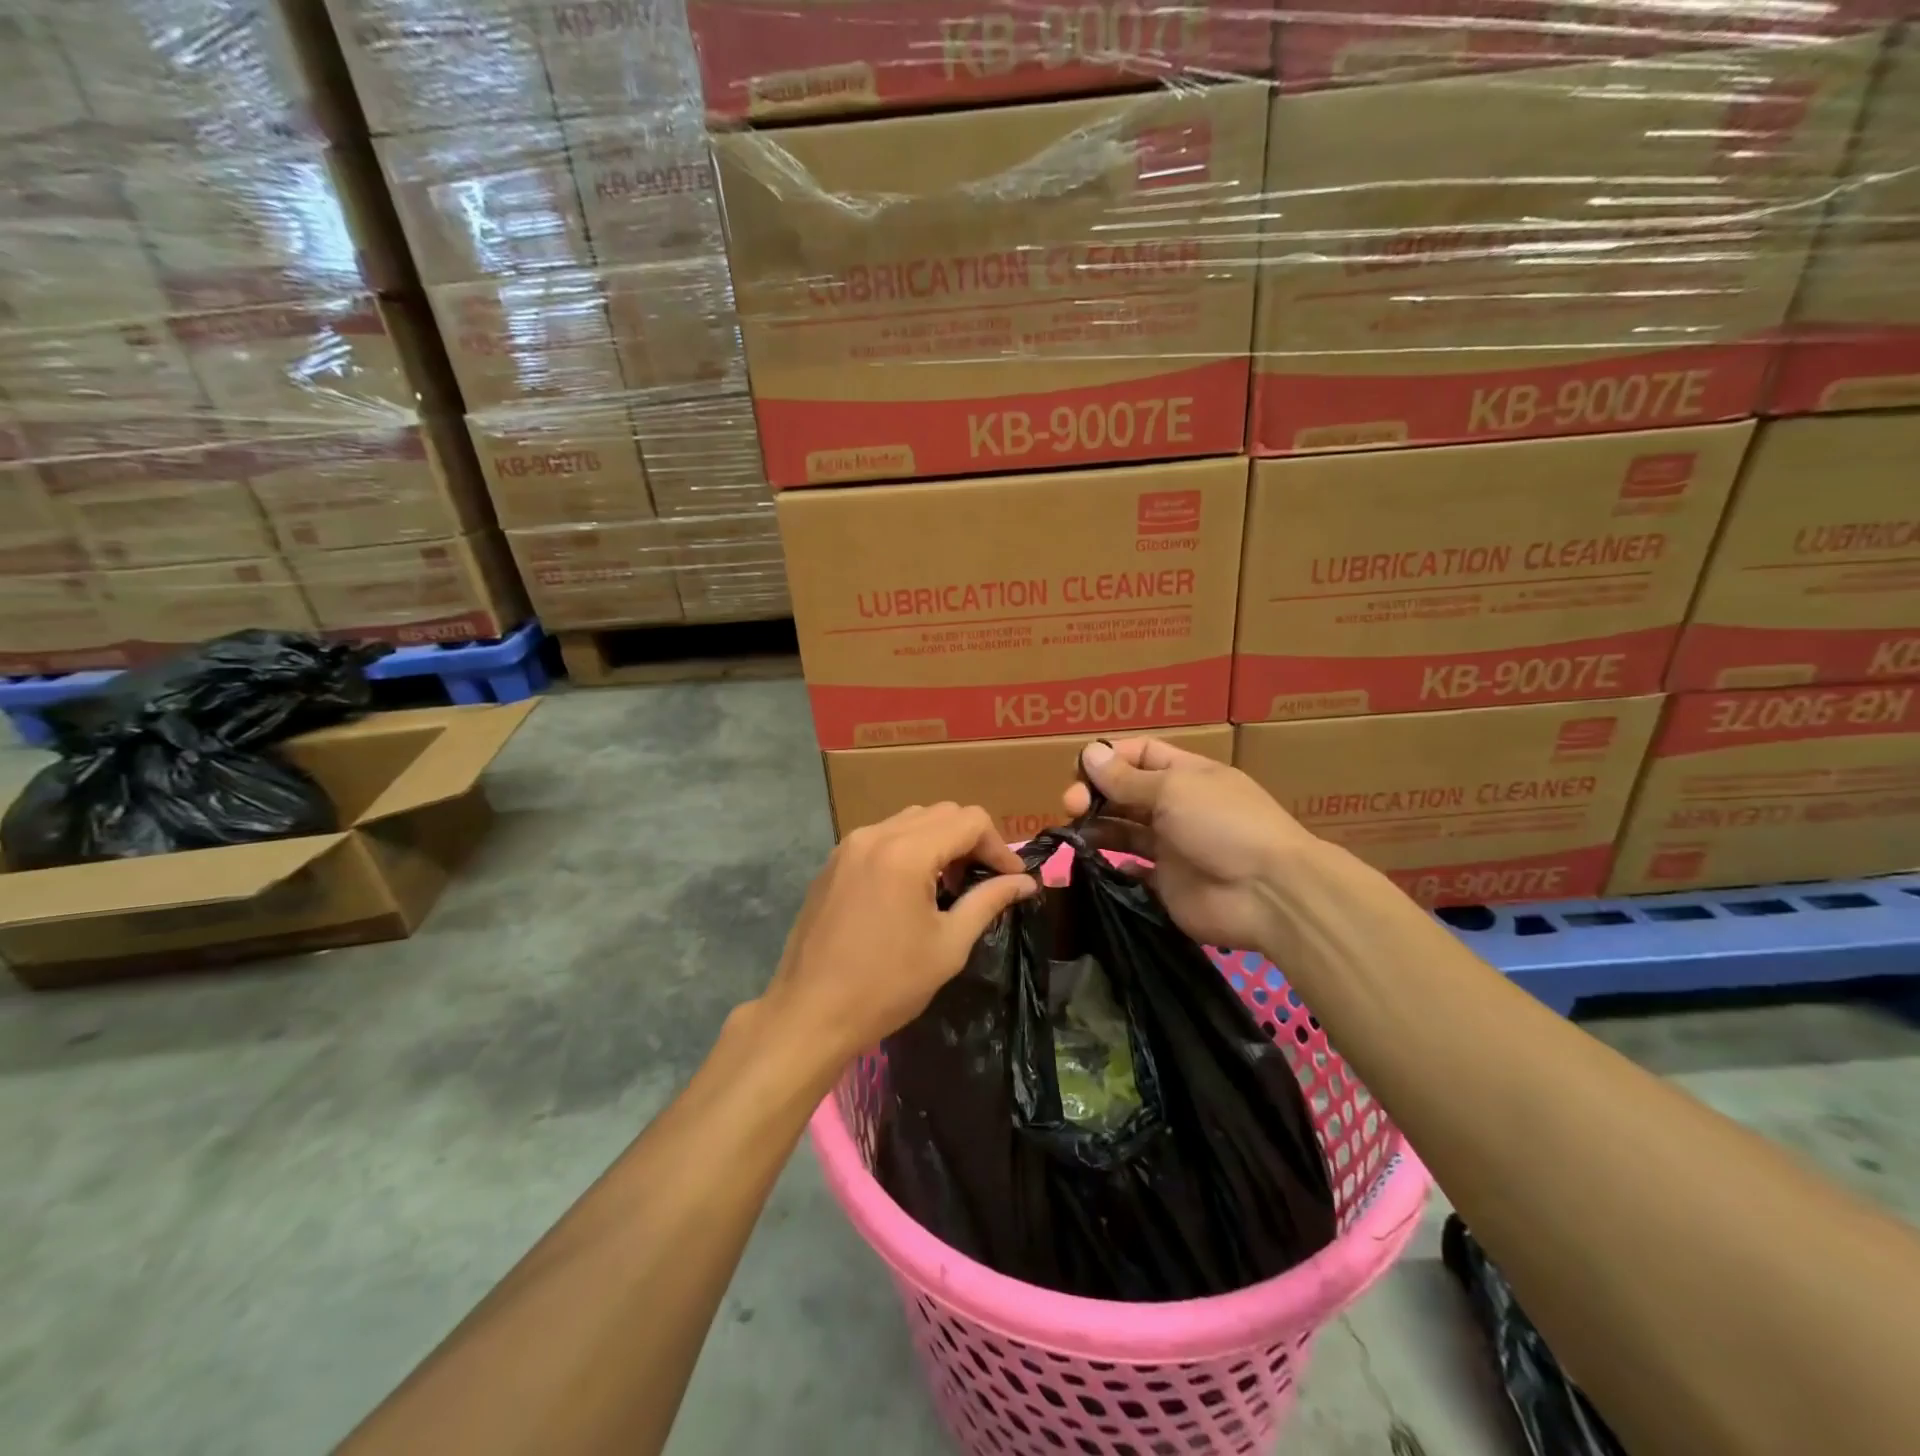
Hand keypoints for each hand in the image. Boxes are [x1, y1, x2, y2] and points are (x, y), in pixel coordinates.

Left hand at [759, 804, 1038, 1075]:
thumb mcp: (948, 944)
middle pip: (941, 813)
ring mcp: (849, 846)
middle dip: (971, 841)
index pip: (969, 821)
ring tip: (950, 885)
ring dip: (940, 841)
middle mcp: (875, 835)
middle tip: (983, 881)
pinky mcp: (833, 862)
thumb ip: (988, 901)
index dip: (999, 847)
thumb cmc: (887, 985)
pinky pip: (883, 836)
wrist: (810, 1013)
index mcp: (906, 852)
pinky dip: (909, 848)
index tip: (1012, 880)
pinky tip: (912, 888)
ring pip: (910, 820)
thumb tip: (1025, 882)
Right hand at [1064, 738, 1320, 953]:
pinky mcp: (1166, 885)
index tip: (1079, 770)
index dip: (1109, 758)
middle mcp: (1177, 807)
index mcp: (1186, 775)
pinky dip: (1112, 865)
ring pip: (1124, 830)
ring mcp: (1172, 847)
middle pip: (1126, 792)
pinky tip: (1098, 862)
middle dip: (1095, 793)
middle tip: (1071, 805)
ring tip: (1076, 832)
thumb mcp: (1174, 790)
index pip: (1140, 755)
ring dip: (1097, 826)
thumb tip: (1090, 753)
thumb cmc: (1223, 825)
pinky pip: (1131, 871)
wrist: (1267, 894)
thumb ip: (1127, 779)